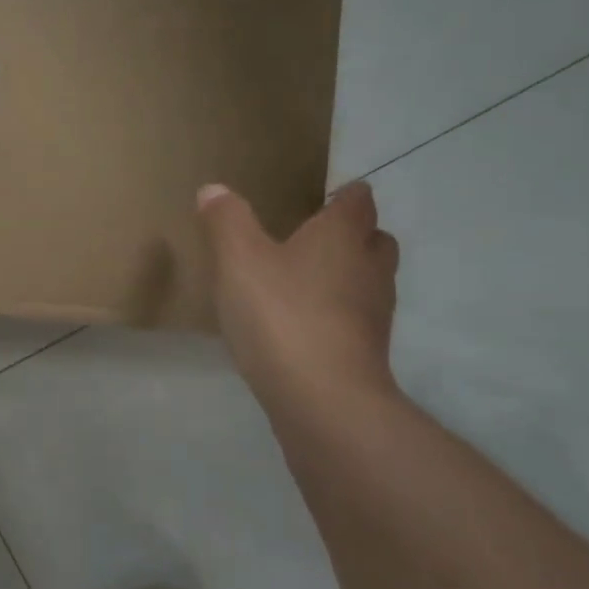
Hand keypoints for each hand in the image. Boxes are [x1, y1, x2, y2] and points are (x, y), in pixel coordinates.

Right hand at [198, 181, 399, 407]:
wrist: (324, 399)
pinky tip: (300, 324)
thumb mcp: (238, 260)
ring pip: (368, 281)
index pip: (357, 201)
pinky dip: (335, 314)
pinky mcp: (367, 351)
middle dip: (351, 235)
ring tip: (302, 281)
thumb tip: (214, 189)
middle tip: (312, 238)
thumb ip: (226, 221)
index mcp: (342, 237)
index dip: (344, 194)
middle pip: (374, 240)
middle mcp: (369, 268)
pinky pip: (355, 319)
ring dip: (345, 276)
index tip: (322, 197)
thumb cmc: (282, 315)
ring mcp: (374, 313)